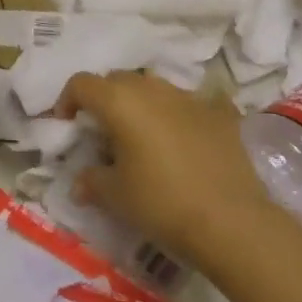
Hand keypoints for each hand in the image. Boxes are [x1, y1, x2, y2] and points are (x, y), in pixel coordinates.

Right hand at [57, 72, 279, 265]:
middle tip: (103, 130)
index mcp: (119, 101)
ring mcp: (189, 98)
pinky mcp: (220, 114)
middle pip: (117, 79)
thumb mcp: (115, 196)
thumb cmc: (162, 203)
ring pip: (154, 87)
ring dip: (141, 103)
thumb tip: (80, 183)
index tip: (67, 124)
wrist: (233, 222)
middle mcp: (152, 89)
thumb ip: (91, 180)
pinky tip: (183, 140)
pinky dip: (178, 115)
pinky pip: (190, 104)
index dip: (67, 100)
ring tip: (143, 135)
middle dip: (104, 98)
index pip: (81, 83)